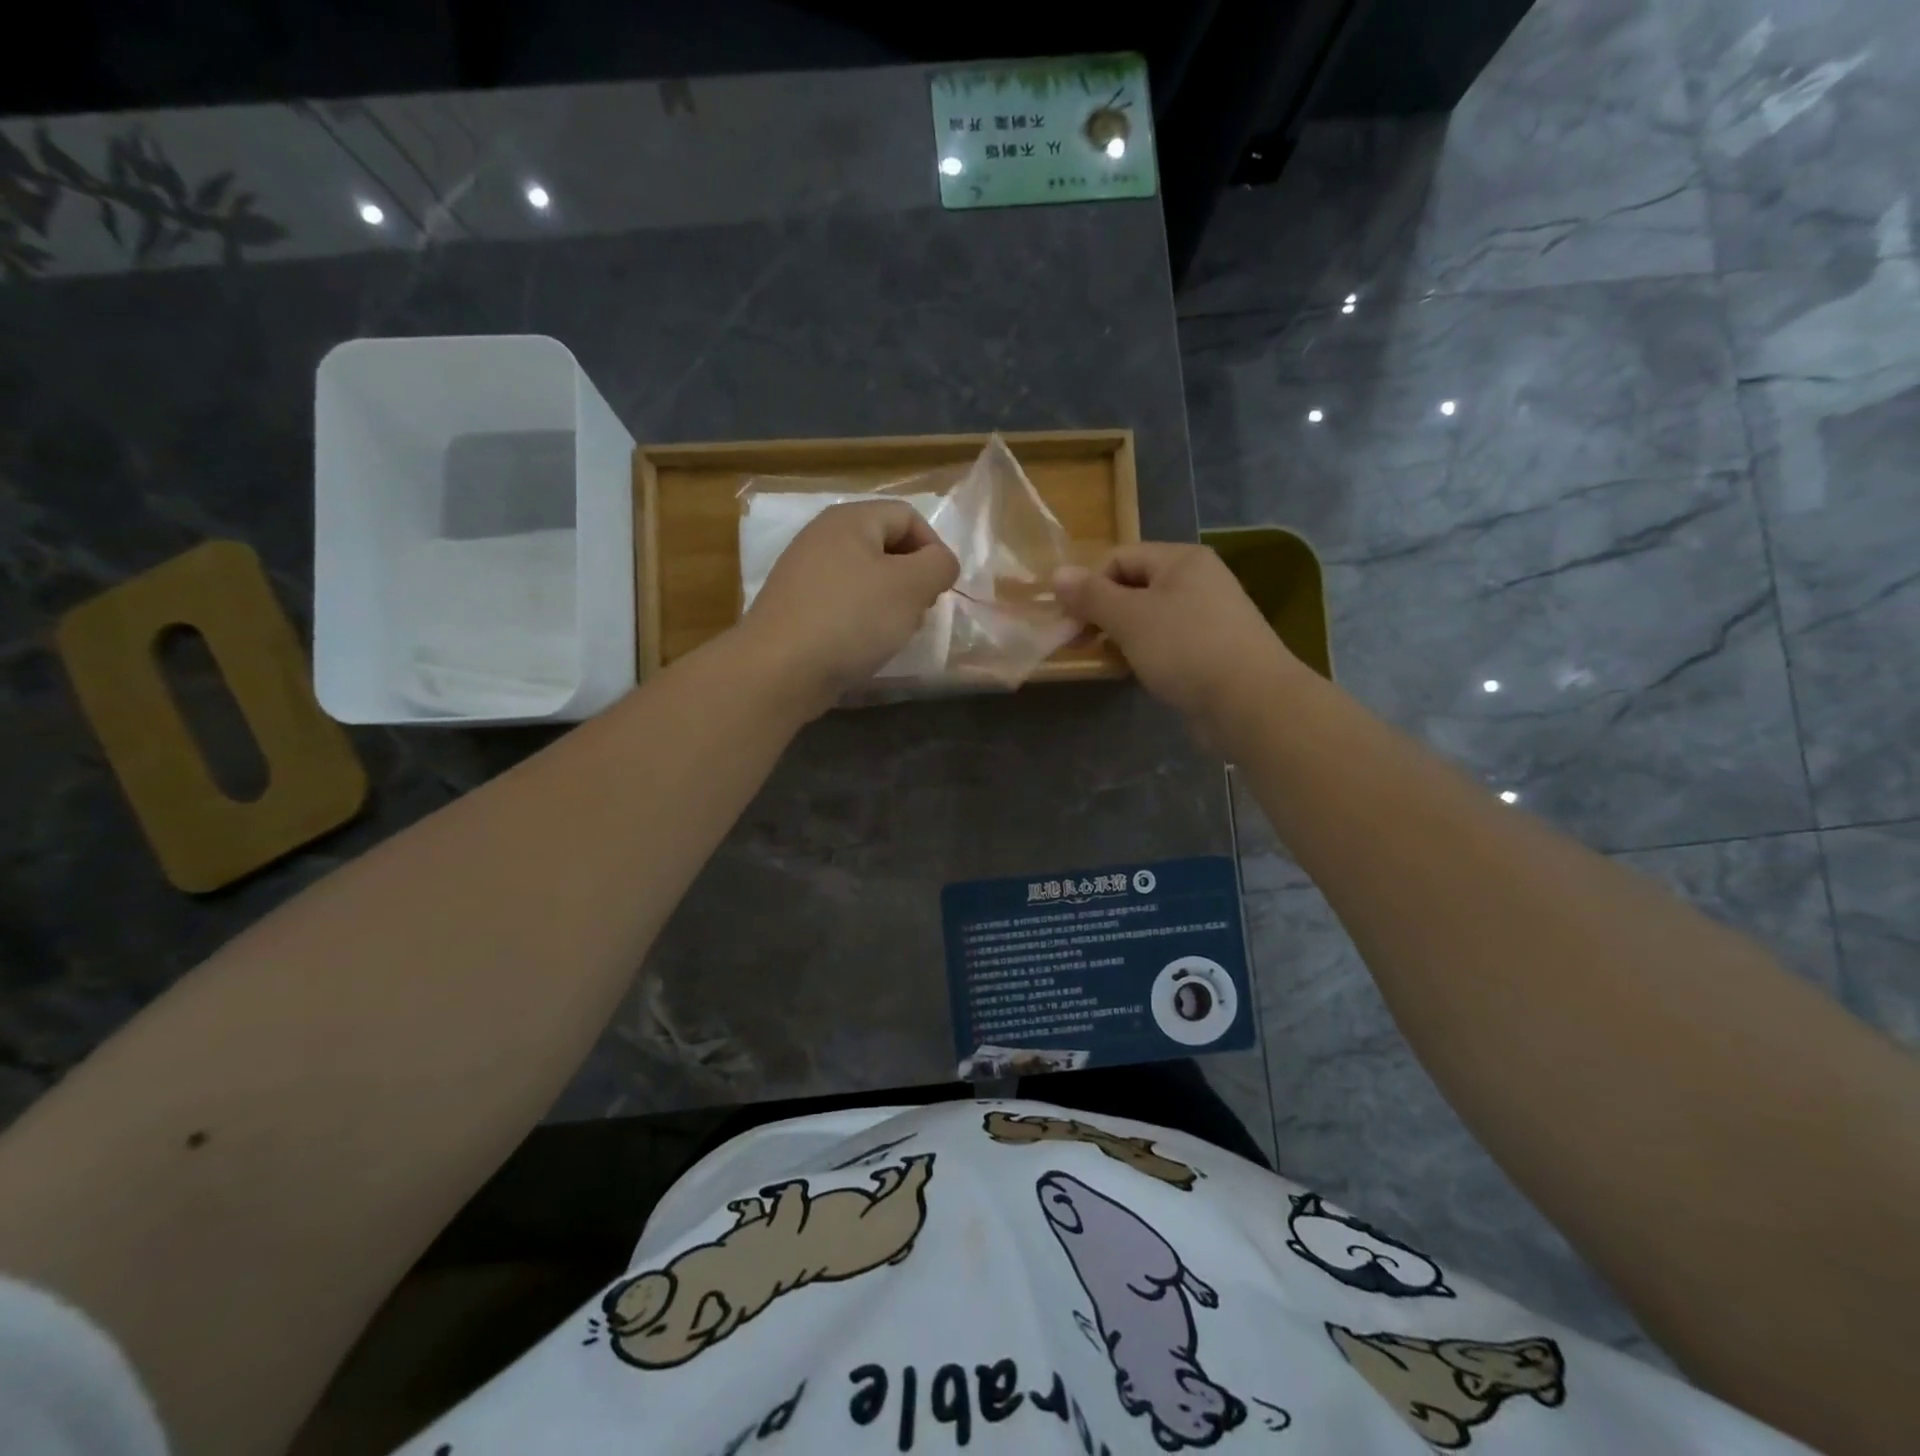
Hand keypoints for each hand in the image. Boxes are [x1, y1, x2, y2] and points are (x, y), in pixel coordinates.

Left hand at [738, 500, 959, 714]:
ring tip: (892, 634)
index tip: (940, 589)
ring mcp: (805, 573)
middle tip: (917, 613)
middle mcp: (823, 537)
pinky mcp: (796, 608)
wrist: (779, 669)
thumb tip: (941, 563)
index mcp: (850, 519)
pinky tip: (863, 647)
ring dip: (890, 604)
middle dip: (912, 580)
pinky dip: (861, 621)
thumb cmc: (851, 619)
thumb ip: (938, 566)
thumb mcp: (910, 587)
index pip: (908, 516)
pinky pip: (843, 604)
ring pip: (866, 579)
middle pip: (887, 547)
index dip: (933, 549)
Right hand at [1054, 543, 1300, 734]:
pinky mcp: (1212, 649)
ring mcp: (1208, 616)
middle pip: (1134, 586)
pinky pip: (1167, 641)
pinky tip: (1136, 672)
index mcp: (1181, 560)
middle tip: (1079, 643)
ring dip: (1121, 635)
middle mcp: (1198, 580)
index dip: (1089, 585)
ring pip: (1149, 616)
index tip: (1069, 621)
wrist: (1250, 701)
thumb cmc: (1185, 648)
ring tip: (1107, 659)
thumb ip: (1091, 595)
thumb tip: (1057, 574)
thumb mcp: (1129, 618)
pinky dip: (1145, 652)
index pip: (1120, 558)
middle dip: (1102, 612)